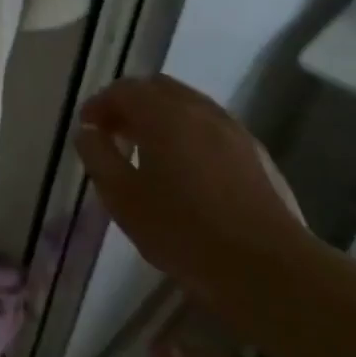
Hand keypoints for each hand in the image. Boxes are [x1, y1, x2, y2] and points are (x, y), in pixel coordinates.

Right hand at [74, 75, 311, 320]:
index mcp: (163, 114)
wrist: (268, 268)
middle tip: (114, 134)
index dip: (99, 105)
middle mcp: (199, 109)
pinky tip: (185, 168)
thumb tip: (88, 132)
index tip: (87, 128)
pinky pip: (211, 126)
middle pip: (157, 88)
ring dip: (161, 117)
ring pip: (188, 105)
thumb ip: (98, 157)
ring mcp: (232, 129)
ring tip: (148, 152)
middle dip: (131, 104)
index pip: (123, 90)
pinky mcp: (255, 153)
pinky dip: (188, 132)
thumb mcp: (122, 197)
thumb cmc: (183, 231)